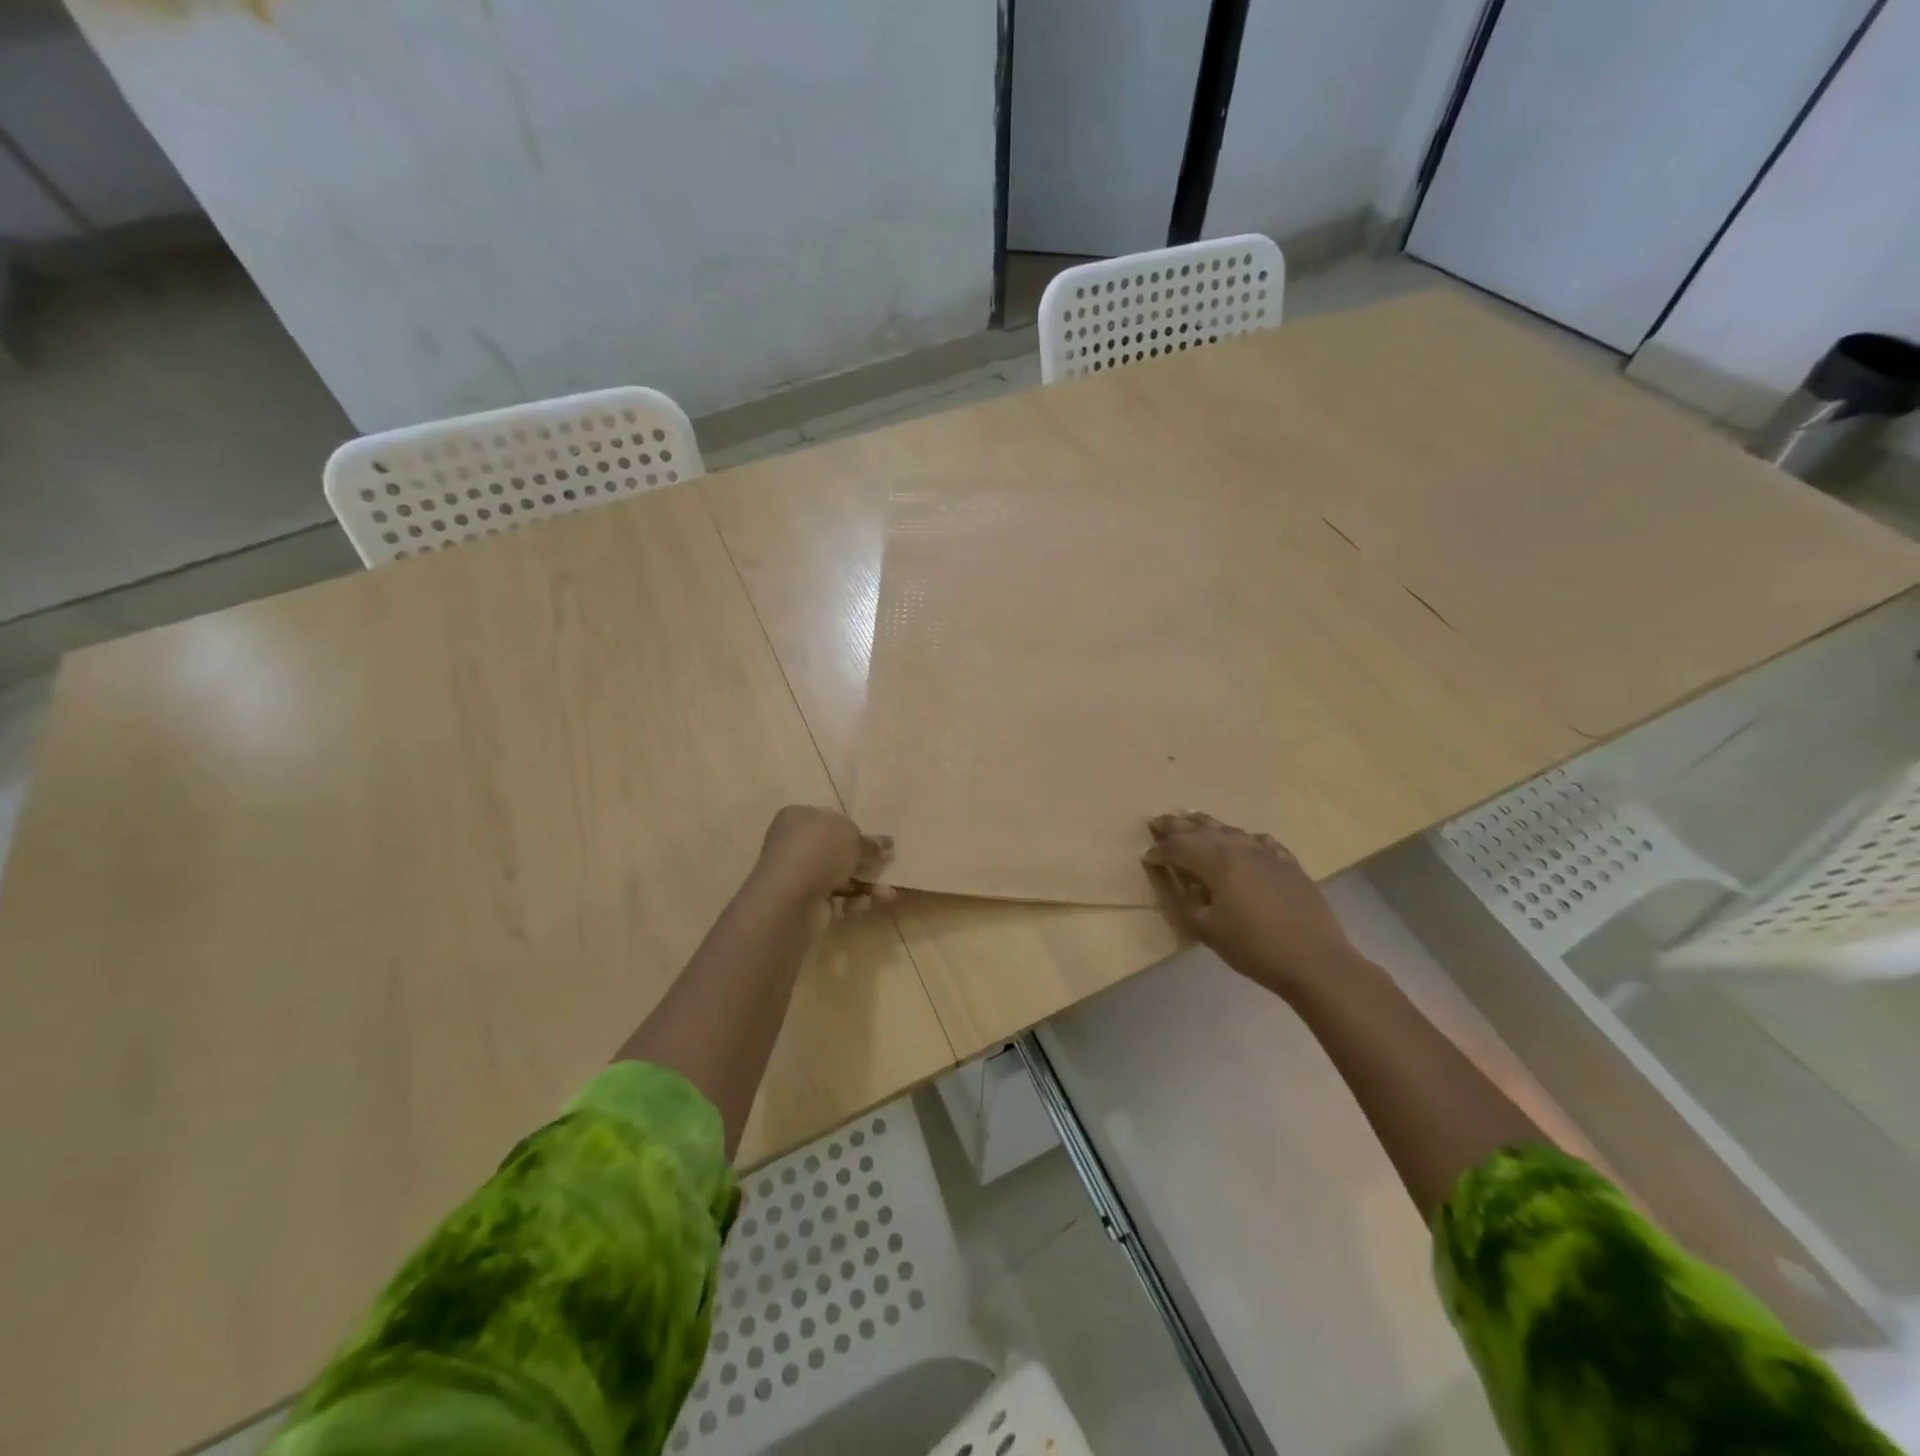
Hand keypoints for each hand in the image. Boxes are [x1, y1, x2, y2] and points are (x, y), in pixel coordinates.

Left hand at [756, 805, 894, 914]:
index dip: (855, 831)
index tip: (877, 843)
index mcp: (799, 818)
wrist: (790, 897)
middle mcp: (794, 844)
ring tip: (887, 894)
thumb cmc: (819, 851)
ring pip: (840, 877)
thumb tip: (886, 845)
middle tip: (887, 866)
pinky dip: (853, 902)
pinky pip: (835, 899)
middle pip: (837, 851)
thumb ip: (870, 842)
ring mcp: (798, 875)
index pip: (831, 821)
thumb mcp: (853, 836)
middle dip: (864, 861)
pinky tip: (866, 904)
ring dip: (866, 885)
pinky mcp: (804, 903)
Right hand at [1142, 811, 1358, 997]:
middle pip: (1202, 830)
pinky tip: (1247, 841)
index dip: (1160, 851)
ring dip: (1208, 825)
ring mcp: (1268, 854)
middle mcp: (1240, 848)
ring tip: (1193, 819)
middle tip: (1157, 821)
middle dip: (1177, 825)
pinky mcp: (1289, 864)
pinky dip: (1247, 839)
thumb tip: (1189, 886)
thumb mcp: (1208, 930)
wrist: (1314, 959)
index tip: (1147, 857)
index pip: (1179, 848)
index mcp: (1217, 862)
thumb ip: (1191, 902)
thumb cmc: (1254, 947)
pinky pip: (1262, 842)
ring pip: (1231, 830)